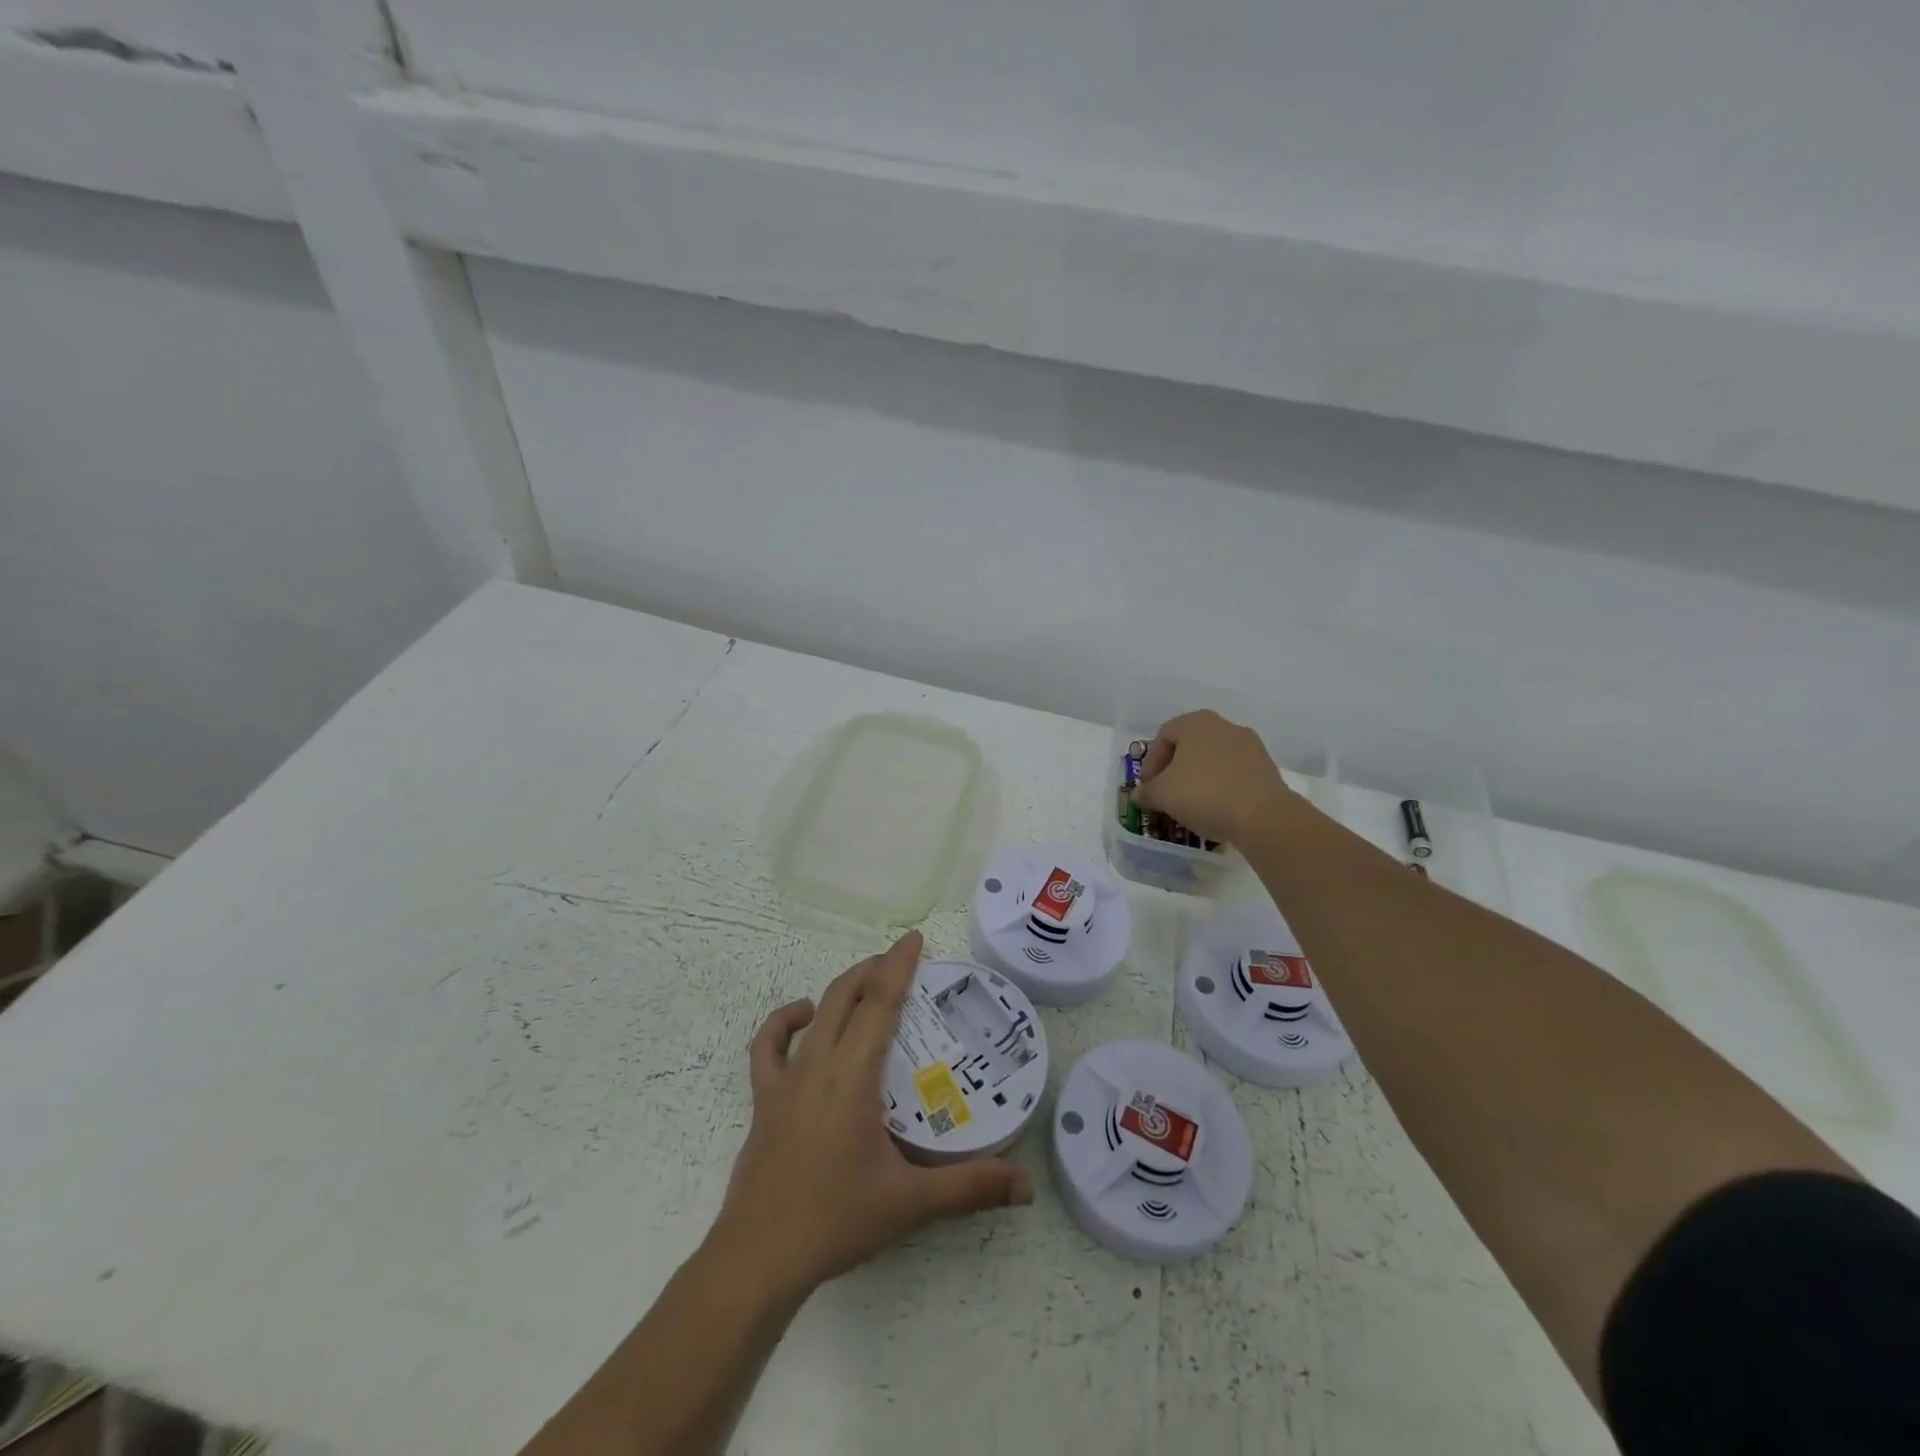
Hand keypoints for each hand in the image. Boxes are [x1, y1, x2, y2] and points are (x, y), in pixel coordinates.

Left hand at [711, 930, 1032, 1297]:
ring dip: (841, 989)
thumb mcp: (910, 1203)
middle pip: (845, 995)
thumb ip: (970, 1188)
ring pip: (814, 1013)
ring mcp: (785, 1080)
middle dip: (874, 969)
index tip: (914, 938)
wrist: (758, 1258)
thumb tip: (1025, 1186)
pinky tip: (805, 1020)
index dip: (898, 965)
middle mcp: (817, 1064)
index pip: (879, 1003)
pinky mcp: (764, 1099)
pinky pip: (768, 1046)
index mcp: (852, 1076)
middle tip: (903, 962)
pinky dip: (785, 1022)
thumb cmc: (835, 1221)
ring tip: (866, 983)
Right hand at [1132, 709, 1296, 846]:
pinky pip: (1233, 773)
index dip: (1150, 763)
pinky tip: (1216, 807)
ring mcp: (1249, 745)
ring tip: (1190, 804)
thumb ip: (1146, 792)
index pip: (1163, 736)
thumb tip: (1138, 795)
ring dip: (1197, 778)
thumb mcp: (1162, 795)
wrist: (1262, 816)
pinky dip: (1220, 786)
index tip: (1148, 787)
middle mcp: (1224, 726)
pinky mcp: (1266, 767)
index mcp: (1196, 723)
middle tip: (1166, 793)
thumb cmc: (1204, 794)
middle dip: (1174, 770)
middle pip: (1189, 746)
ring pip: (1212, 759)